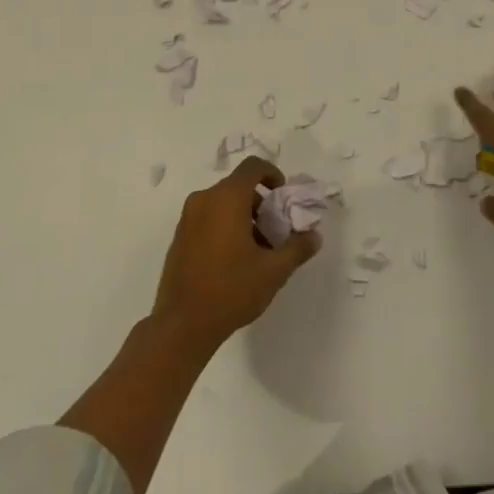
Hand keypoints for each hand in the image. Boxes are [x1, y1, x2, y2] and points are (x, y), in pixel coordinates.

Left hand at [153, 157, 320, 347]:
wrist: (181, 326)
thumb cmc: (231, 290)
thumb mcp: (273, 271)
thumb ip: (297, 248)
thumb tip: (314, 236)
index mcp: (227, 198)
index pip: (253, 167)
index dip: (272, 174)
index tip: (283, 196)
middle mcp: (204, 199)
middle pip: (238, 186)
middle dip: (260, 202)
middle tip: (273, 230)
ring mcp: (187, 219)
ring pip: (222, 203)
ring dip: (242, 216)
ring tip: (256, 249)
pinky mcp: (178, 238)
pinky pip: (207, 218)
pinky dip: (223, 226)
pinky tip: (233, 260)